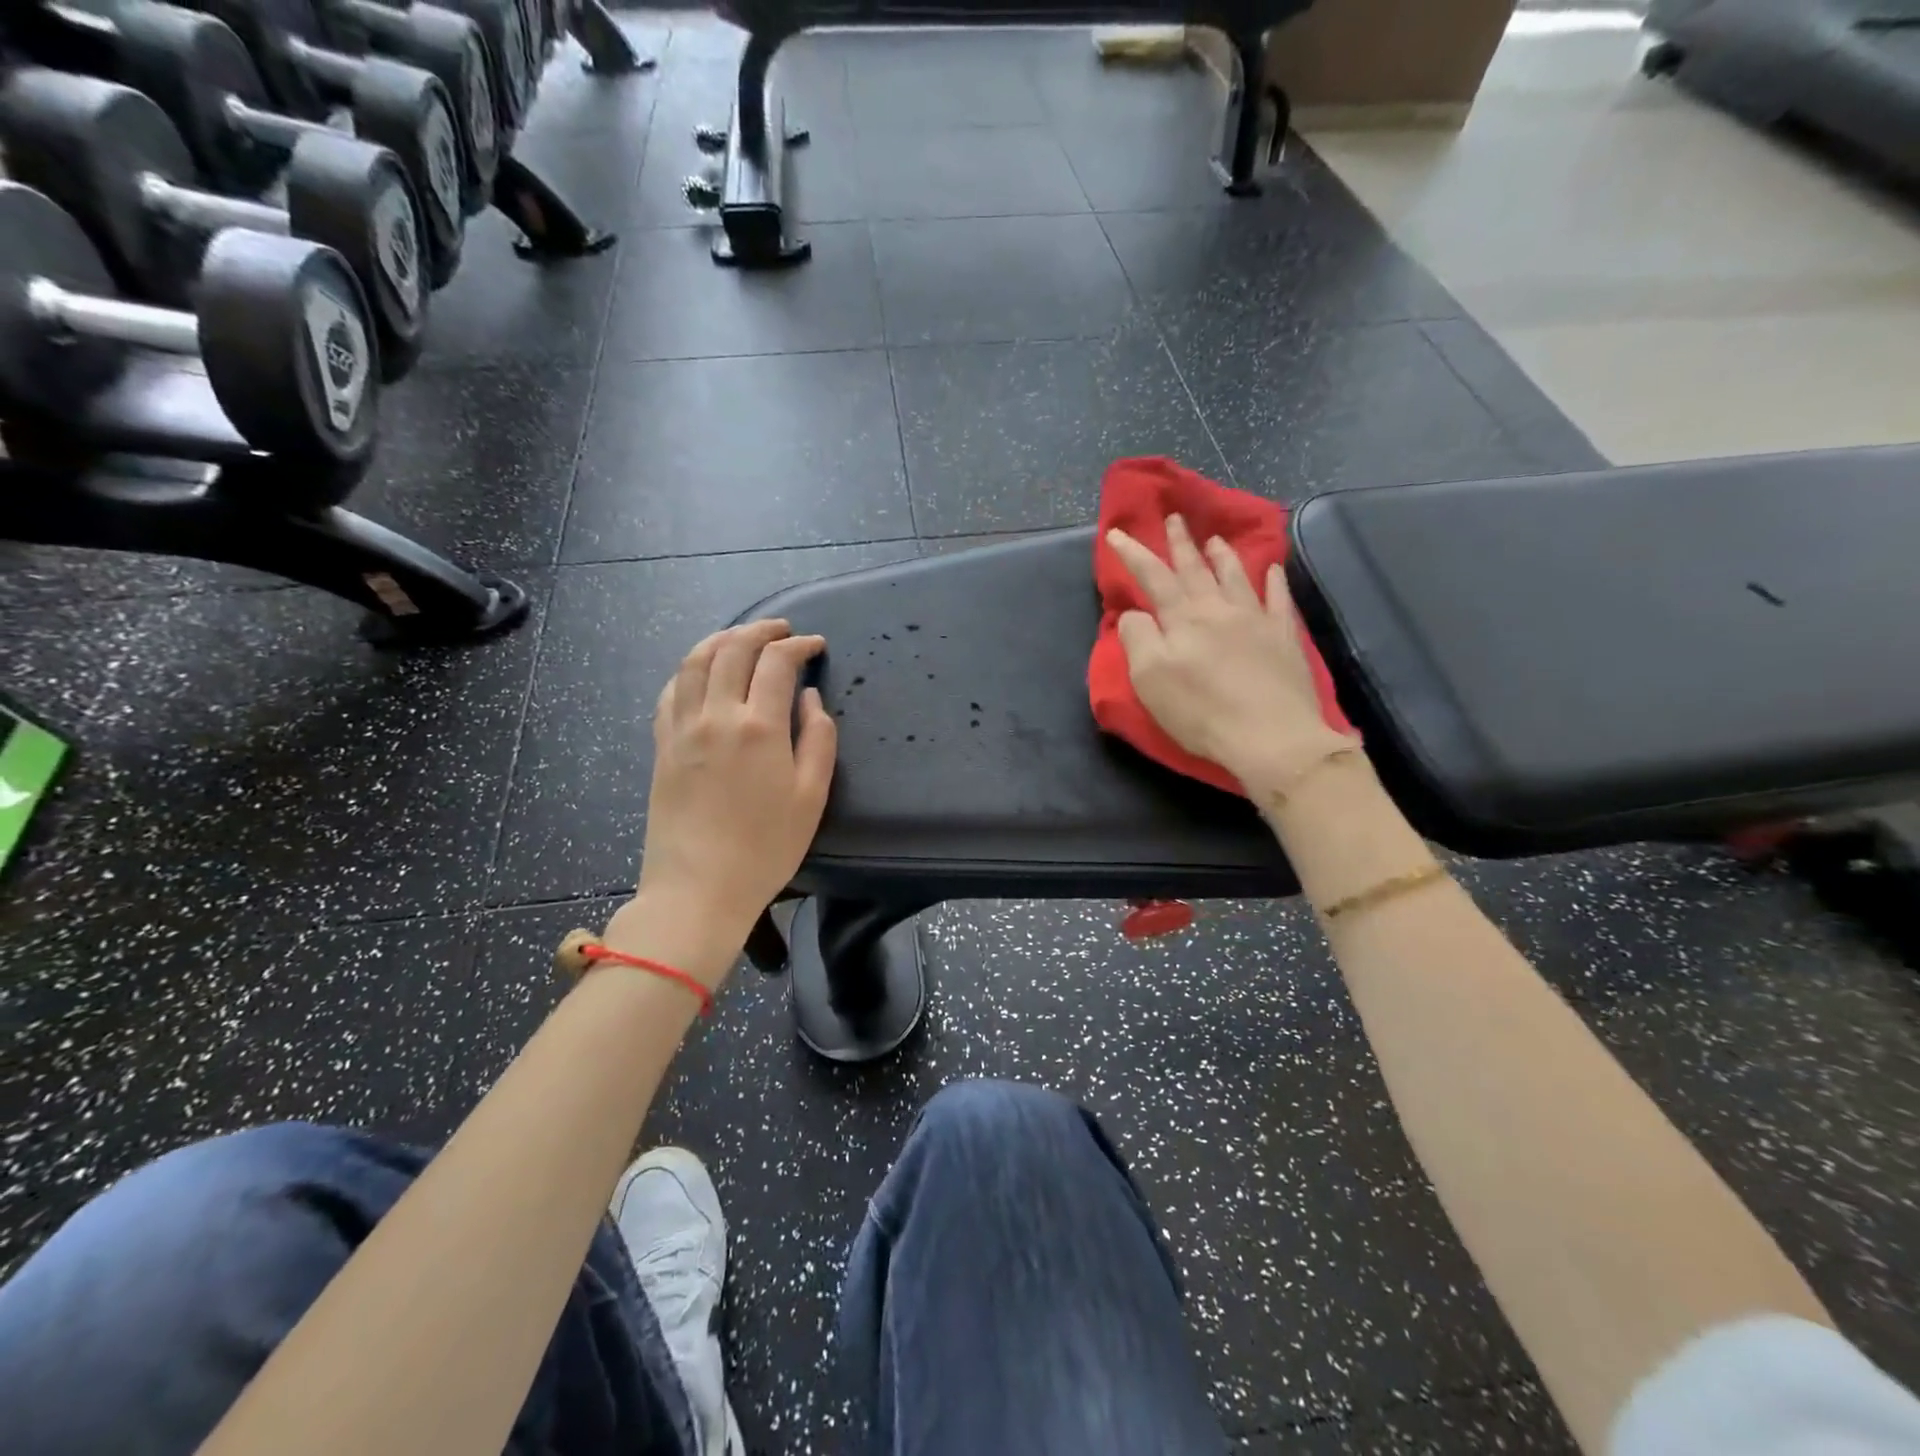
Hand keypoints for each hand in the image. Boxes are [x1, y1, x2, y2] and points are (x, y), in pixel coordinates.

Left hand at [631, 620, 835, 963]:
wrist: (698, 888)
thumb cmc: (766, 848)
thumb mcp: (812, 797)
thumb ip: (818, 739)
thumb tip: (810, 698)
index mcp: (759, 727)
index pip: (777, 663)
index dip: (798, 645)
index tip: (815, 645)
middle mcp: (716, 715)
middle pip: (732, 649)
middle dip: (761, 630)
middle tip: (782, 630)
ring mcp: (682, 728)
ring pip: (695, 661)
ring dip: (721, 639)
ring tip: (741, 637)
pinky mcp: (661, 745)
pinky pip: (671, 690)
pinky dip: (690, 669)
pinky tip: (702, 673)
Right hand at [1106, 513, 1357, 787]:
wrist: (1271, 735)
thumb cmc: (1201, 711)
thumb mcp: (1150, 679)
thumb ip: (1137, 639)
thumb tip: (1134, 614)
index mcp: (1182, 619)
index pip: (1153, 577)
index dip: (1134, 554)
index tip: (1118, 533)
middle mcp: (1218, 609)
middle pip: (1195, 569)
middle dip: (1180, 543)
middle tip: (1174, 518)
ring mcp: (1255, 620)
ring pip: (1235, 577)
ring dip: (1222, 556)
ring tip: (1214, 539)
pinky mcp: (1283, 638)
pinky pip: (1278, 600)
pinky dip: (1274, 581)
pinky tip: (1272, 569)